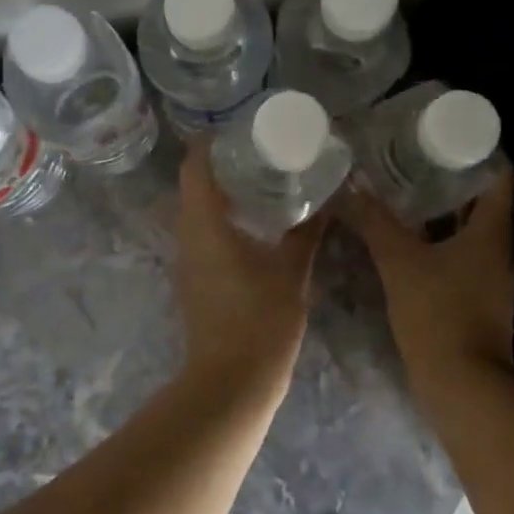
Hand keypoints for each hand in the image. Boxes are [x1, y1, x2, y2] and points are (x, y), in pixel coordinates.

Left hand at [173, 144, 324, 396]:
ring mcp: (186, 261)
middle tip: (258, 154)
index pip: (194, 168)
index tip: (237, 131)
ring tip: (259, 183)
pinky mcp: (193, 280)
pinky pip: (201, 235)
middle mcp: (187, 237)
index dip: (209, 143)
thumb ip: (306, 232)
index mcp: (205, 225)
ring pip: (195, 213)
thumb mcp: (292, 271)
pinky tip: (252, 226)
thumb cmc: (261, 320)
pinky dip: (221, 220)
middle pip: (193, 187)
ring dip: (221, 195)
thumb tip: (327, 200)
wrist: (232, 381)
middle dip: (220, 166)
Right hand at [338, 170, 513, 380]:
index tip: (448, 136)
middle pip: (484, 202)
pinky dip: (440, 242)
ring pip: (471, 231)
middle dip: (452, 179)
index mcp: (492, 233)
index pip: (501, 177)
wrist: (462, 386)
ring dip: (444, 212)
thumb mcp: (400, 262)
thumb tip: (351, 187)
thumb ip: (375, 222)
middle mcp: (499, 251)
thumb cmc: (438, 314)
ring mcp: (491, 278)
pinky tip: (409, 240)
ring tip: (406, 192)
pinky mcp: (478, 299)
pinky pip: (462, 256)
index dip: (481, 152)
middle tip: (415, 158)